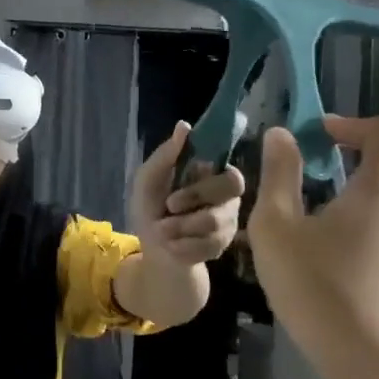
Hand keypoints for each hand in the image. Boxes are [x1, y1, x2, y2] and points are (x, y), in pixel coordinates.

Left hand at [128, 122, 245, 265]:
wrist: (154, 252)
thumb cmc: (151, 210)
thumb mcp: (148, 181)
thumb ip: (165, 155)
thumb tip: (184, 125)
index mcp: (211, 175)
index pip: (231, 174)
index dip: (203, 185)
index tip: (174, 196)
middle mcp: (227, 197)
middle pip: (231, 193)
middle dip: (193, 202)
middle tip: (168, 210)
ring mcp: (229, 223)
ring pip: (215, 222)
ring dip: (180, 228)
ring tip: (163, 231)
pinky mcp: (223, 246)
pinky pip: (209, 246)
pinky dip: (183, 247)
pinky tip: (172, 247)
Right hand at [247, 114, 378, 352]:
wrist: (364, 359)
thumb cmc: (315, 283)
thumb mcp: (277, 225)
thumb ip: (279, 174)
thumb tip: (282, 135)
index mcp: (378, 190)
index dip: (354, 122)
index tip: (318, 137)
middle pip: (377, 168)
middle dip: (334, 168)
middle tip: (290, 189)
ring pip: (371, 205)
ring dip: (335, 204)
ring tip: (293, 233)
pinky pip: (373, 234)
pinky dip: (345, 232)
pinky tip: (313, 264)